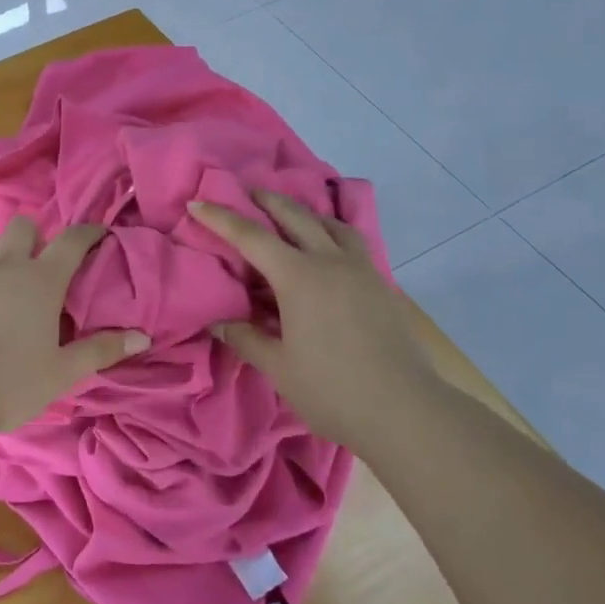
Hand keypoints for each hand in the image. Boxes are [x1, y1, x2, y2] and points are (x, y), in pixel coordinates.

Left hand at [0, 217, 149, 436]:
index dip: (88, 231)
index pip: (71, 241)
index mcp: (41, 280)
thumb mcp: (64, 371)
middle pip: (21, 226)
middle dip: (34, 236)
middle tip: (40, 263)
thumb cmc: (13, 381)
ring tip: (1, 275)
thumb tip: (142, 337)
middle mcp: (5, 266)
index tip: (98, 232)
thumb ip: (102, 349)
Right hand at [188, 191, 430, 444]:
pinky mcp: (381, 284)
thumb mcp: (278, 367)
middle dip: (264, 199)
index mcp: (299, 277)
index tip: (197, 202)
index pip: (251, 236)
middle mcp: (330, 261)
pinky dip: (330, 232)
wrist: (407, 412)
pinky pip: (351, 242)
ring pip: (329, 223)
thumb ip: (245, 337)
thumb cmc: (333, 390)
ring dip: (302, 212)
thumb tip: (217, 321)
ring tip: (287, 215)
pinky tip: (325, 249)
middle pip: (293, 215)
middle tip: (243, 191)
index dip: (221, 218)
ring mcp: (361, 269)